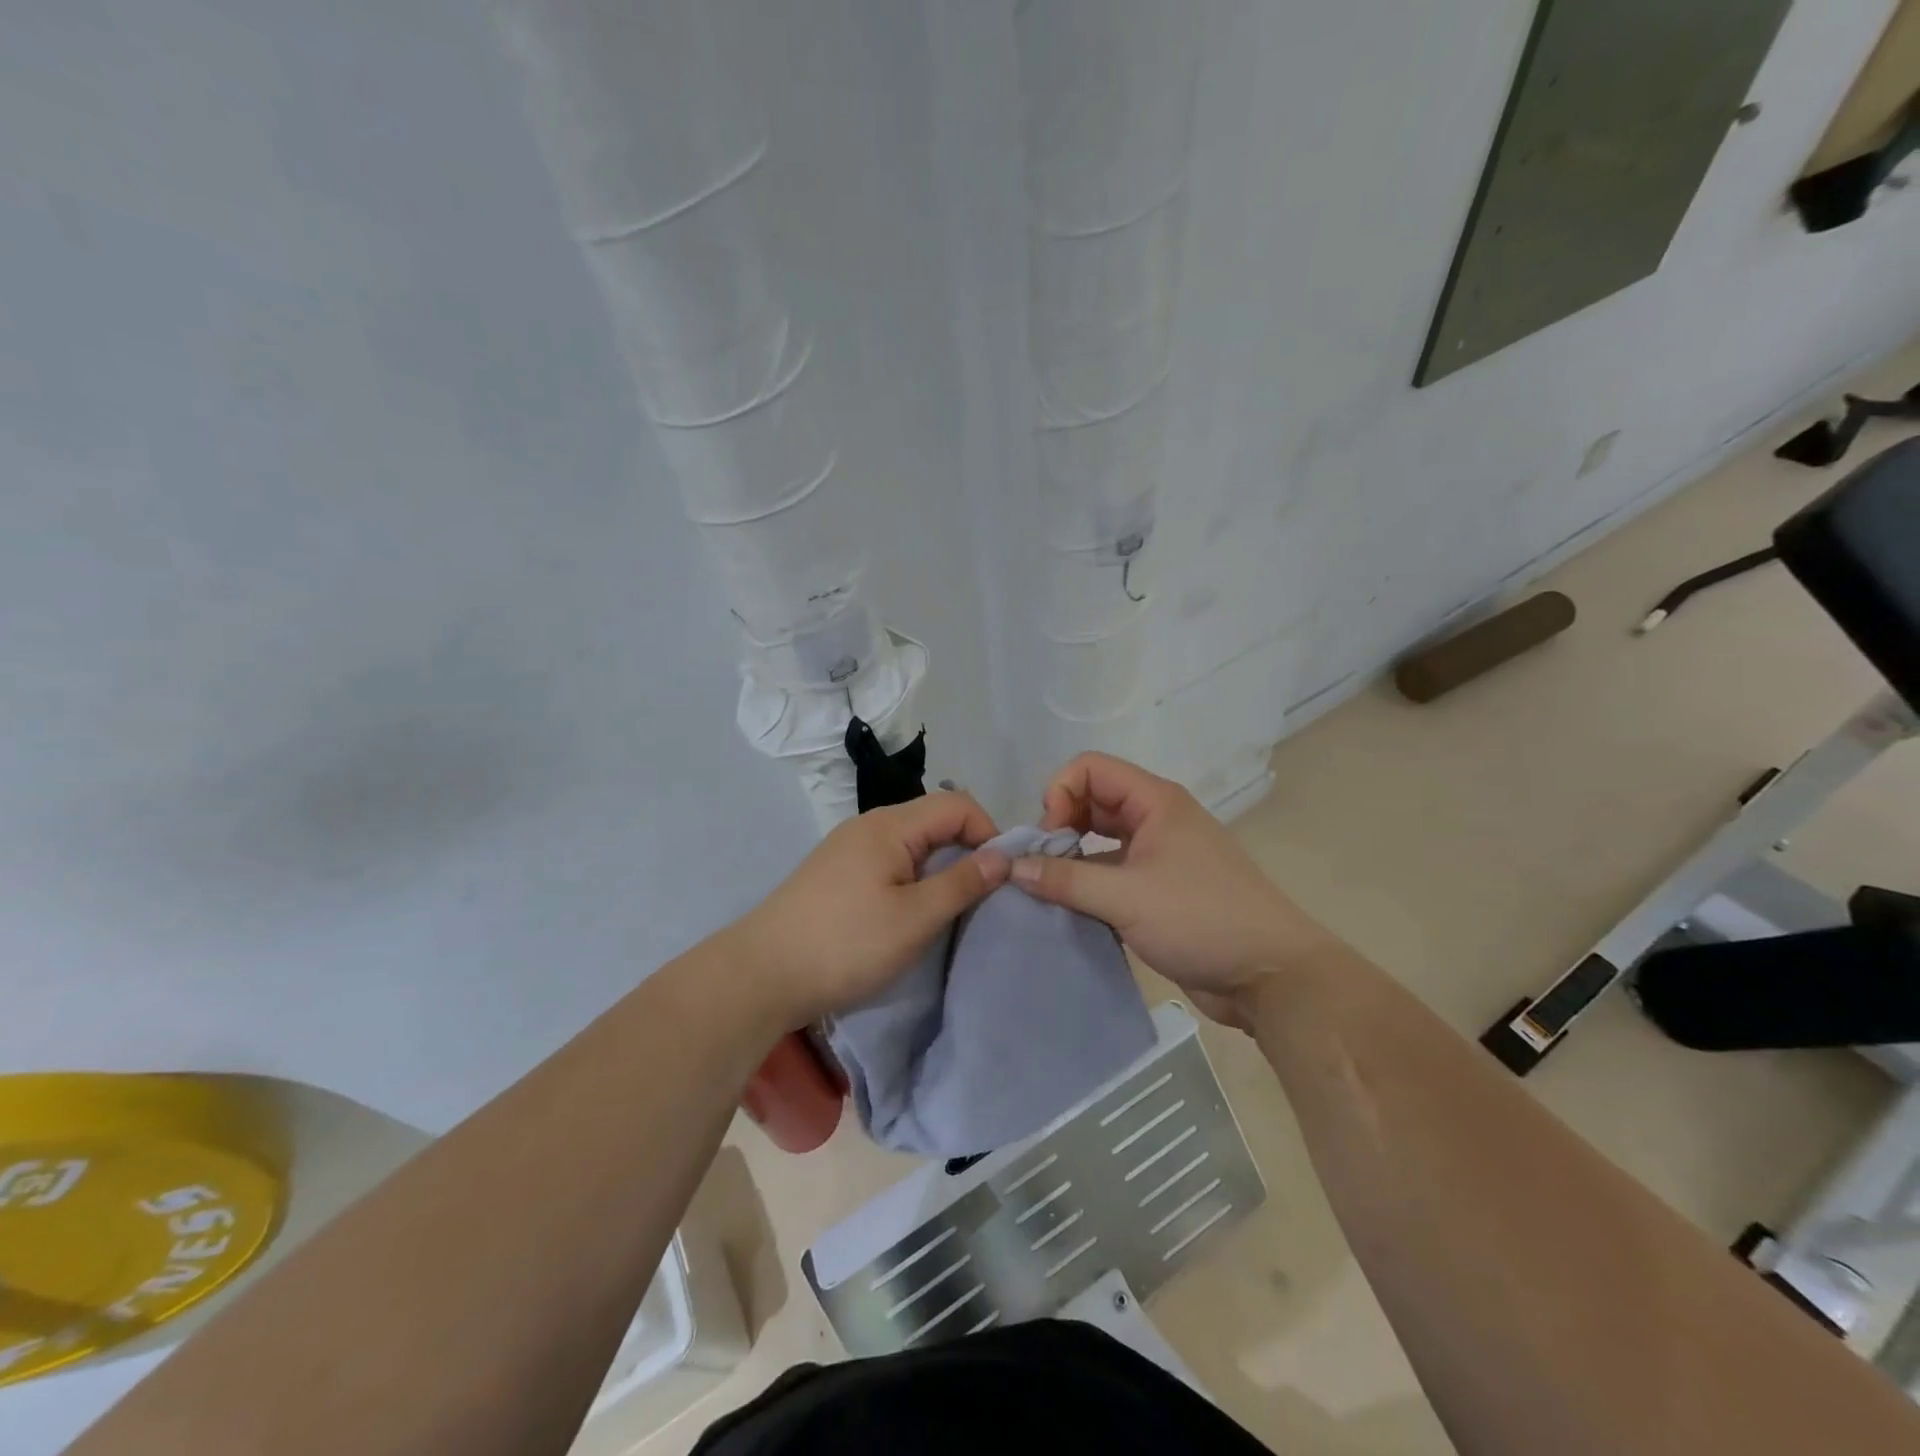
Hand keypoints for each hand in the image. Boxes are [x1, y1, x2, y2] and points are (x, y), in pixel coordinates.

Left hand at [730, 792, 1010, 1027]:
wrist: (760, 975)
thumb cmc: (845, 944)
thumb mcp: (914, 918)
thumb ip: (962, 883)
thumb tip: (1003, 856)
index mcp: (890, 825)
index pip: (957, 804)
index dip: (988, 833)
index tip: (1002, 876)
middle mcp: (869, 825)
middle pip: (934, 819)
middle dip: (967, 850)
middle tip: (982, 896)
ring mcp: (849, 849)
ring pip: (913, 843)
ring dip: (940, 867)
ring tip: (952, 908)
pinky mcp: (837, 874)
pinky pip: (890, 861)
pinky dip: (914, 878)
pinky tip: (912, 912)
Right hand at [1011, 753, 1332, 1025]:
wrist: (1270, 976)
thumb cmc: (1201, 919)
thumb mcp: (1126, 897)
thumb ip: (1066, 879)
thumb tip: (1012, 867)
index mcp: (1156, 801)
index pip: (1090, 768)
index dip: (1060, 793)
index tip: (1049, 837)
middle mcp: (1157, 819)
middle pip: (1093, 800)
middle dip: (1061, 824)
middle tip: (1043, 864)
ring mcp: (1160, 855)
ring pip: (1101, 838)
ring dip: (1072, 856)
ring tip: (1050, 887)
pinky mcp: (1160, 889)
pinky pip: (1112, 871)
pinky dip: (1088, 882)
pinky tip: (1072, 907)